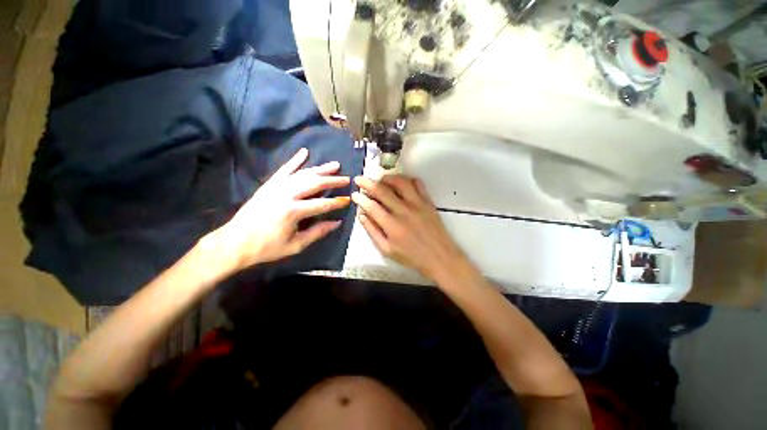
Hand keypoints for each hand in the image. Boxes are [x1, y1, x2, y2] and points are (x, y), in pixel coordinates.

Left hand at [210, 148, 350, 273]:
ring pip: (303, 174)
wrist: (234, 242)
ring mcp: (276, 187)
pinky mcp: (269, 184)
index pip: (322, 204)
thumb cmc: (267, 247)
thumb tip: (337, 222)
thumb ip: (317, 232)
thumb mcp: (296, 245)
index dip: (337, 202)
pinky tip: (304, 152)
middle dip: (332, 181)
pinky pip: (284, 169)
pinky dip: (295, 160)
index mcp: (293, 211)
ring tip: (334, 165)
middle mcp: (286, 194)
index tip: (348, 199)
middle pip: (314, 184)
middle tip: (346, 179)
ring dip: (320, 169)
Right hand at [351, 175, 468, 280]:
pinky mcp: (427, 201)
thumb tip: (361, 215)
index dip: (360, 198)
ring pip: (400, 182)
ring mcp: (417, 204)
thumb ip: (372, 231)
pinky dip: (407, 180)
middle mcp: (403, 210)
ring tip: (380, 180)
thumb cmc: (412, 256)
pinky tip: (401, 183)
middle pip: (382, 190)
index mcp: (392, 225)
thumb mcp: (387, 250)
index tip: (355, 194)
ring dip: (387, 178)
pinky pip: (418, 184)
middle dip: (367, 183)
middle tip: (359, 179)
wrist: (439, 257)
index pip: (371, 206)